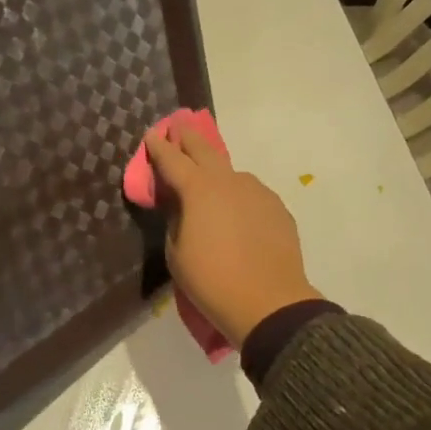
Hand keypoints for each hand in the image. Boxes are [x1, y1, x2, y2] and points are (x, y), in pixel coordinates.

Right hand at [144, 124, 320, 345]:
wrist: (269, 303)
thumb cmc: (212, 281)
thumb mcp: (176, 253)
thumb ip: (176, 221)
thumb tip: (182, 207)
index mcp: (198, 190)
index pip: (172, 160)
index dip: (159, 146)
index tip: (152, 134)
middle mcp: (229, 181)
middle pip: (205, 150)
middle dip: (189, 137)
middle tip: (179, 126)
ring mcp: (258, 192)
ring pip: (231, 174)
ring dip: (217, 172)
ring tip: (210, 182)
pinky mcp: (278, 208)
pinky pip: (251, 195)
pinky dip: (239, 196)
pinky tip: (237, 213)